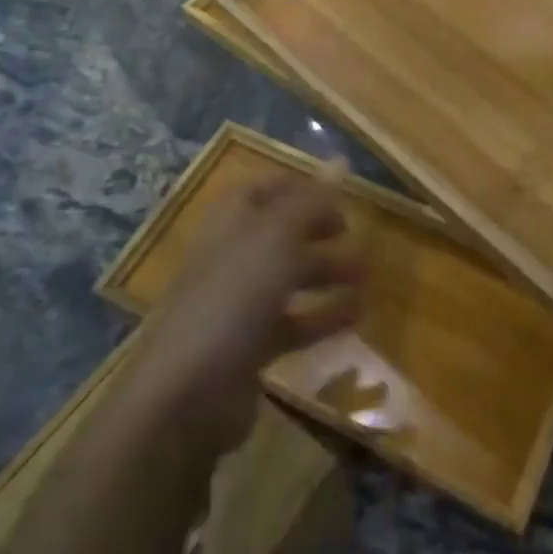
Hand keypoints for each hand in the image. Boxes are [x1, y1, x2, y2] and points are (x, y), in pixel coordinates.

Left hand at [128, 174, 363, 455]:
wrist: (187, 394)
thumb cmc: (233, 297)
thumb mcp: (276, 238)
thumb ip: (311, 201)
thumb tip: (339, 160)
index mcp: (228, 223)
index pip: (262, 190)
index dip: (297, 186)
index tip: (337, 190)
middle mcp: (230, 258)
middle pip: (277, 233)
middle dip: (316, 229)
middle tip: (352, 233)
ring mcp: (236, 305)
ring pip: (287, 278)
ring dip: (326, 272)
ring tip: (365, 275)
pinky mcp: (247, 348)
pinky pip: (292, 323)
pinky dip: (322, 316)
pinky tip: (355, 315)